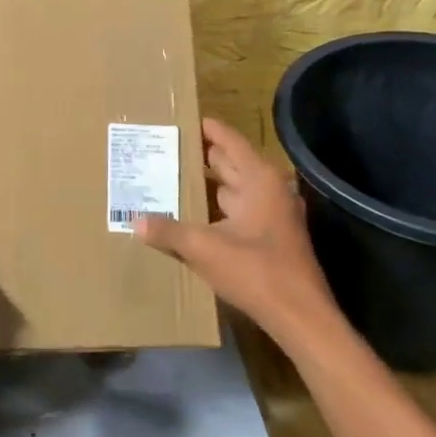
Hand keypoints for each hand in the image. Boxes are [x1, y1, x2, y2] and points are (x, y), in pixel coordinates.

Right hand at [136, 117, 340, 345]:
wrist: (300, 317)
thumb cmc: (257, 271)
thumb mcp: (205, 248)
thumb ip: (169, 231)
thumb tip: (135, 221)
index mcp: (259, 180)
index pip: (229, 141)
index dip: (206, 129)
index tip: (181, 119)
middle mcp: (268, 190)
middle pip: (230, 162)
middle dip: (200, 155)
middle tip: (165, 148)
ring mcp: (272, 215)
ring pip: (233, 189)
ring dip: (206, 183)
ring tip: (170, 176)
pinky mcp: (269, 237)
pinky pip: (236, 210)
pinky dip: (215, 207)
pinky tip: (190, 213)